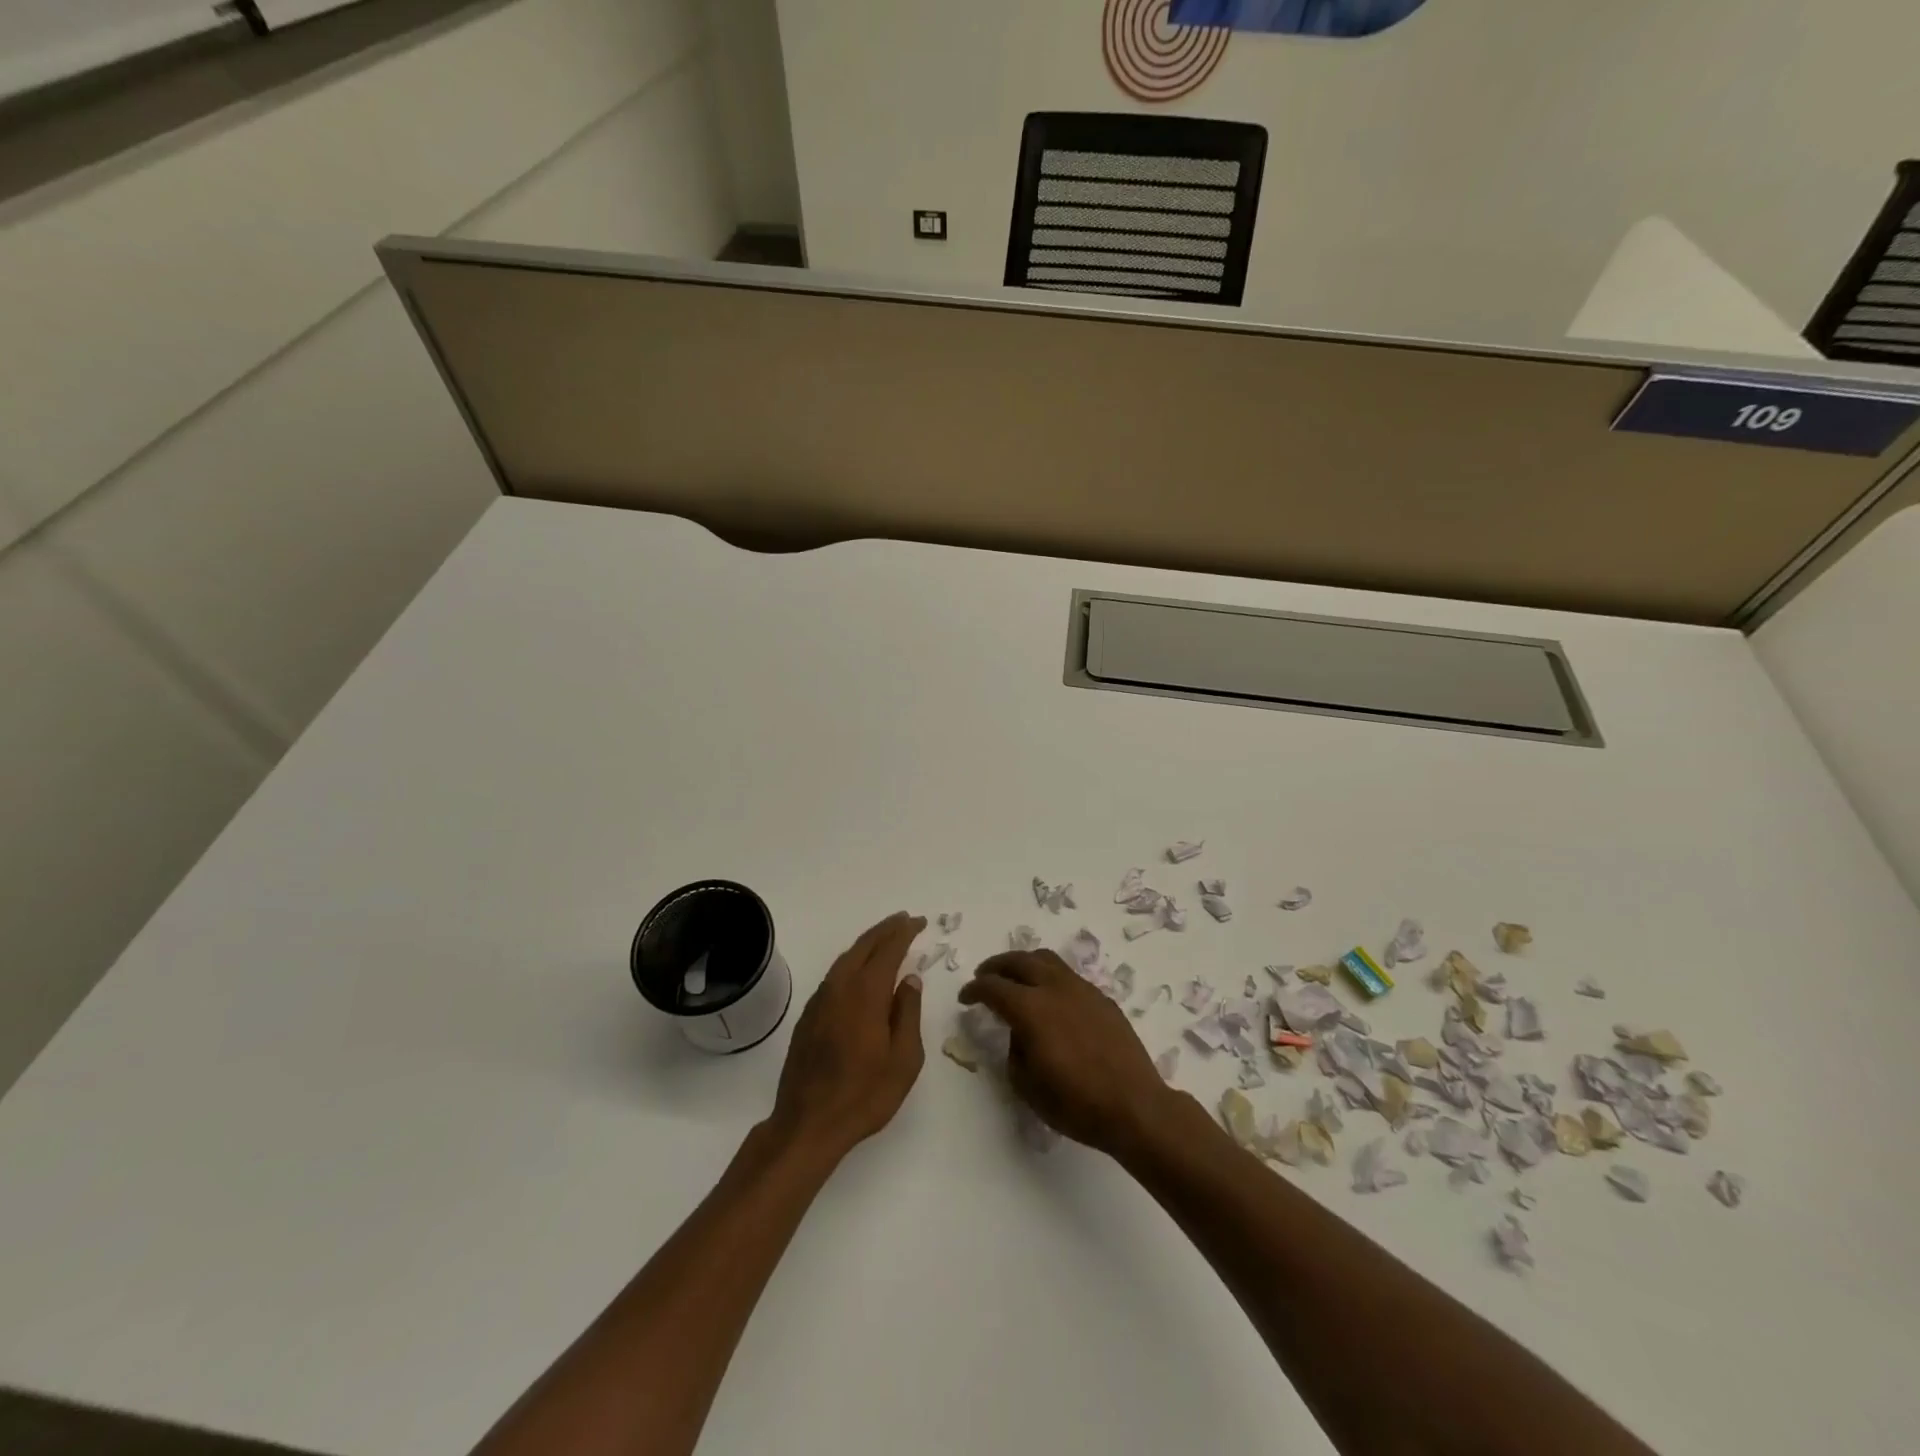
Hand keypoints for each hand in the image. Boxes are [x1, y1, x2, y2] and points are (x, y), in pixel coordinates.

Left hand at [768, 913, 926, 1163]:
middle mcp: (840, 987)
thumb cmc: (864, 1095)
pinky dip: (852, 963)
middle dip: (885, 930)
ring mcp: (819, 1001)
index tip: (919, 922)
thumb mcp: (904, 1059)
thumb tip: (909, 980)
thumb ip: (908, 1013)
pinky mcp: (808, 1016)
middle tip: (904, 920)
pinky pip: (834, 976)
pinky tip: (860, 972)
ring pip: (845, 959)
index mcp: (866, 993)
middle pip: (863, 946)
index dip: (904, 932)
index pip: (888, 950)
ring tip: (885, 939)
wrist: (807, 1123)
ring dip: (867, 944)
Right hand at [958, 952, 1172, 1155]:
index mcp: (1031, 1009)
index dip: (974, 990)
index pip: (993, 987)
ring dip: (1024, 964)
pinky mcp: (1102, 998)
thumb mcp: (1027, 1085)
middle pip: (1019, 961)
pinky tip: (1050, 999)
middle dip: (996, 966)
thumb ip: (1015, 1050)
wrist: (1135, 1107)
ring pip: (1046, 960)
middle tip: (984, 976)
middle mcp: (1055, 988)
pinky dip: (1050, 978)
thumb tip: (1020, 1032)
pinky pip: (1068, 976)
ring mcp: (1082, 989)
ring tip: (1016, 979)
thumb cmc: (1076, 1103)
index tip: (966, 998)